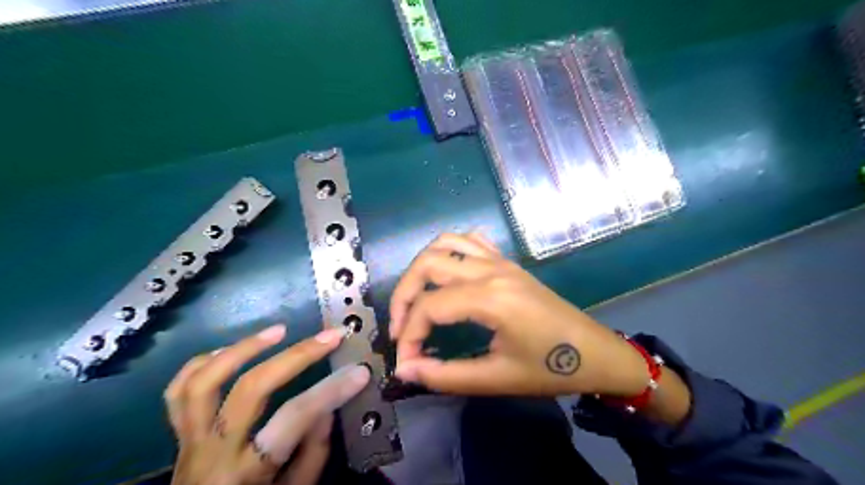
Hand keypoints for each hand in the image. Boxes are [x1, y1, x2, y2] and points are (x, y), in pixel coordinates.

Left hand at [166, 324, 367, 484]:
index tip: (358, 371)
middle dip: (297, 356)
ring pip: (205, 381)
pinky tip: (231, 349)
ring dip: (244, 348)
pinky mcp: (178, 434)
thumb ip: (313, 454)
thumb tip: (326, 407)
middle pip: (251, 388)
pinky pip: (178, 391)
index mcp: (246, 473)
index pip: (294, 419)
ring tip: (279, 330)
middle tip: (328, 337)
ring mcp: (190, 440)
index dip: (329, 391)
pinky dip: (203, 363)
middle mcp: (213, 451)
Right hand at [390, 234, 649, 396]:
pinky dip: (449, 250)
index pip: (430, 308)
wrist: (596, 353)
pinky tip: (447, 274)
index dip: (408, 335)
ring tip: (417, 299)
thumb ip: (446, 375)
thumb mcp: (497, 379)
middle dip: (404, 296)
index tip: (405, 363)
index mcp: (491, 298)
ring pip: (445, 243)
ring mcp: (501, 261)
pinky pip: (471, 239)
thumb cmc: (551, 369)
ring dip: (422, 267)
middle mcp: (491, 270)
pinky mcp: (508, 262)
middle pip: (428, 264)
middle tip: (400, 327)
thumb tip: (405, 371)